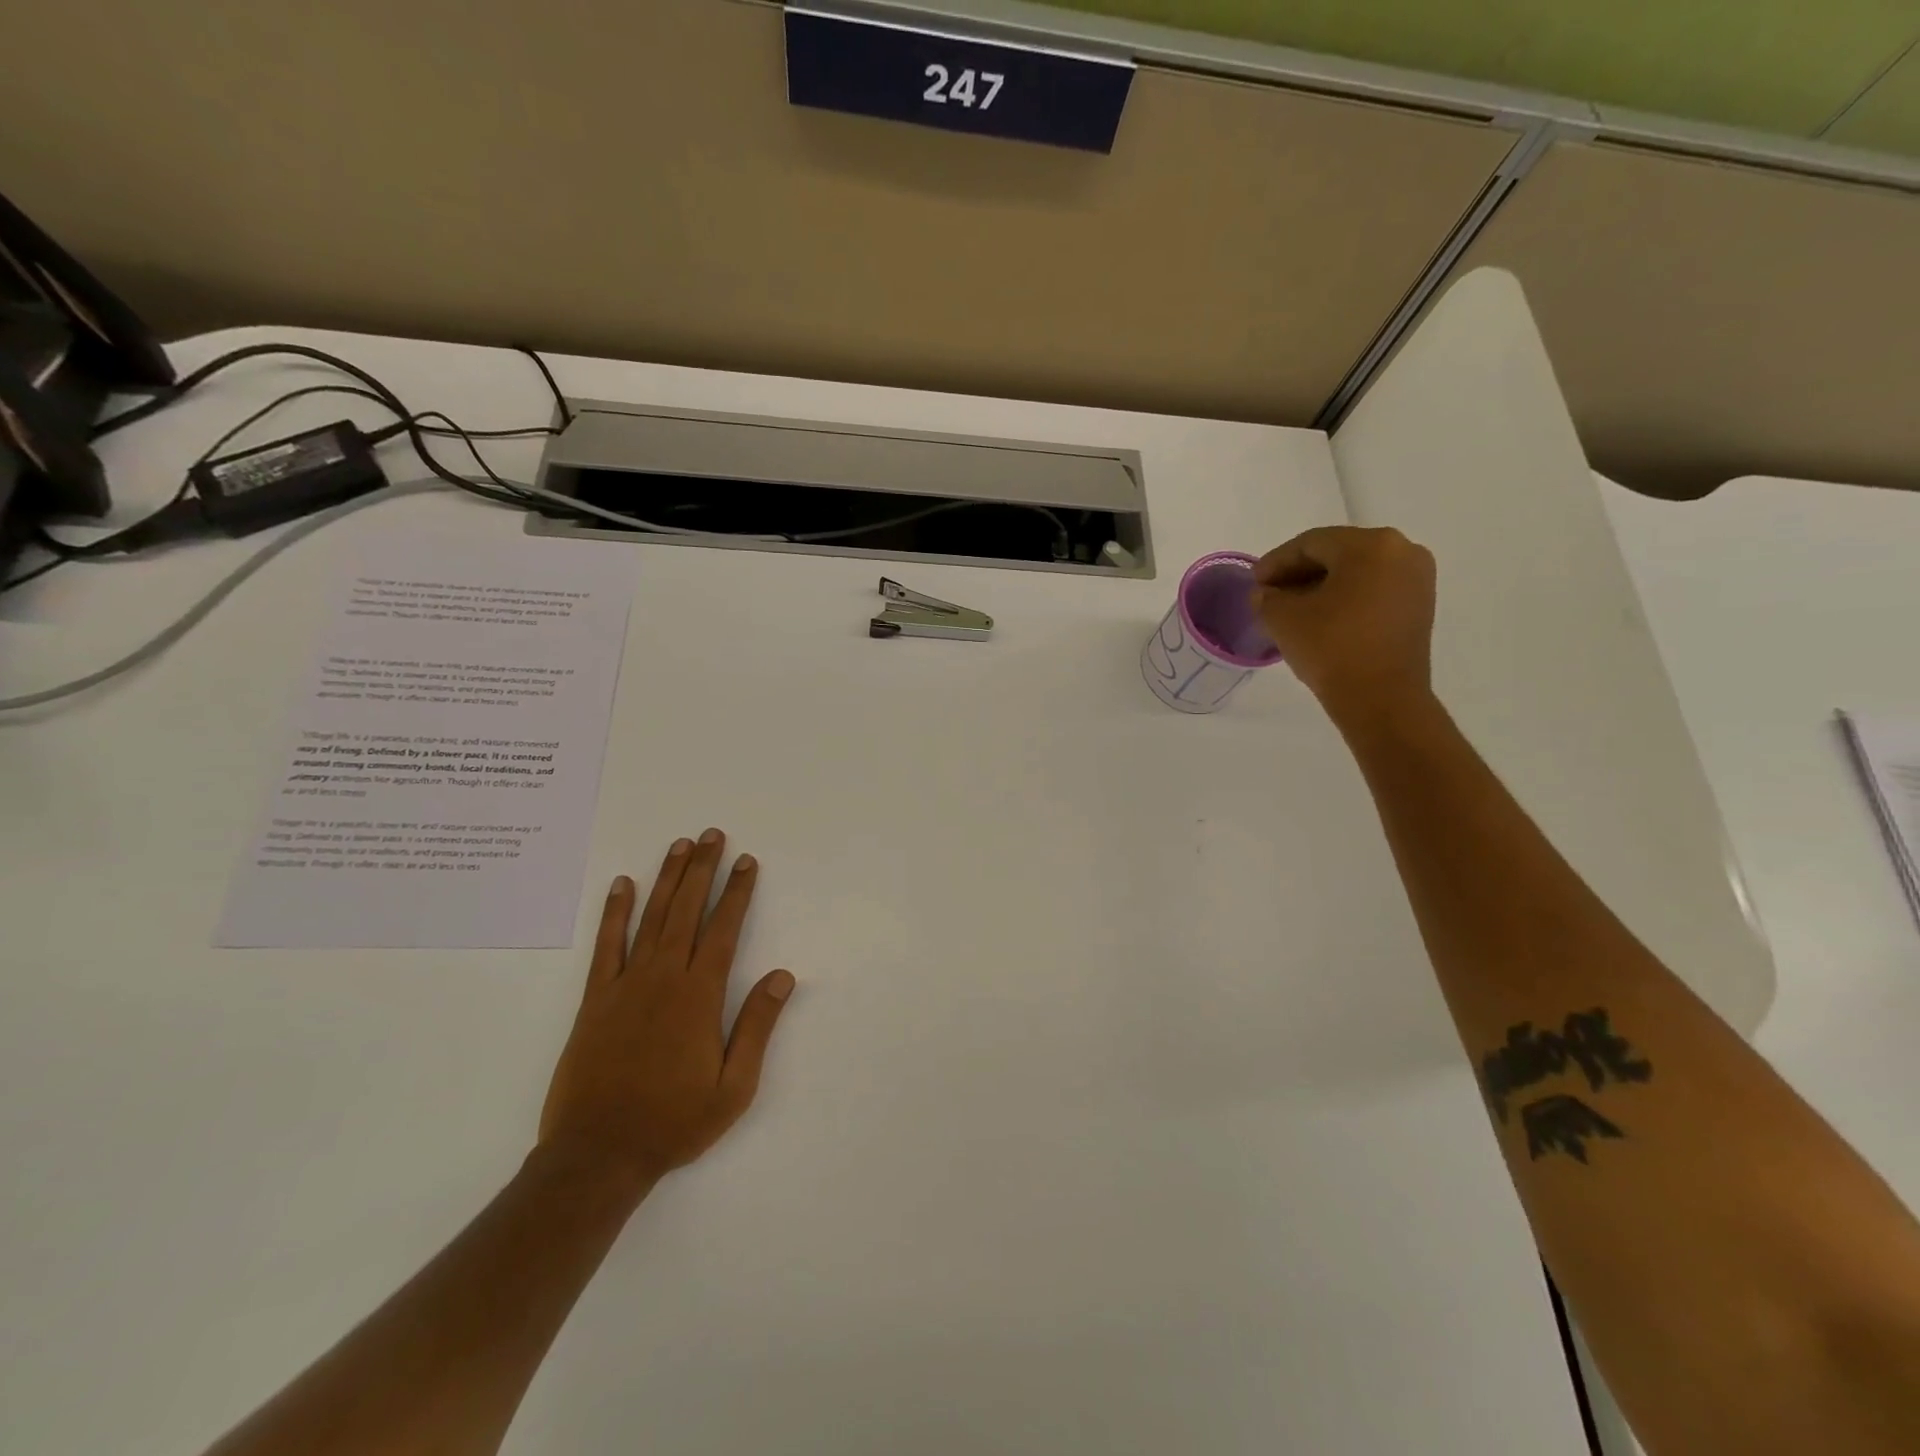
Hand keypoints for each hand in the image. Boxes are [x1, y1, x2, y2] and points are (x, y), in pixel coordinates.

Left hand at [537, 830, 795, 1188]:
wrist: (597, 1155)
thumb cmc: (674, 1122)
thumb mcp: (734, 1087)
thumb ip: (757, 1026)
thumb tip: (783, 976)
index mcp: (700, 996)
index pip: (724, 929)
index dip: (737, 892)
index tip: (747, 862)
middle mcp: (664, 978)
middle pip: (687, 910)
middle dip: (703, 869)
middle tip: (713, 835)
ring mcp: (625, 985)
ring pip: (651, 918)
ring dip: (667, 878)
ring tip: (680, 845)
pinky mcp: (595, 999)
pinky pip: (606, 946)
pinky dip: (614, 913)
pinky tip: (622, 885)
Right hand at [1250, 525, 1436, 729]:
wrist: (1381, 699)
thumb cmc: (1331, 647)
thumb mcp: (1282, 618)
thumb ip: (1267, 597)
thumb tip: (1267, 594)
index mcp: (1370, 545)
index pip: (1311, 543)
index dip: (1276, 562)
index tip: (1254, 582)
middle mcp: (1402, 551)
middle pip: (1337, 554)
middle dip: (1299, 573)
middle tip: (1269, 594)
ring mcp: (1416, 580)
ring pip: (1356, 573)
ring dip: (1321, 586)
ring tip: (1291, 609)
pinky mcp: (1419, 606)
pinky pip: (1373, 590)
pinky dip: (1345, 599)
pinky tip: (1320, 619)